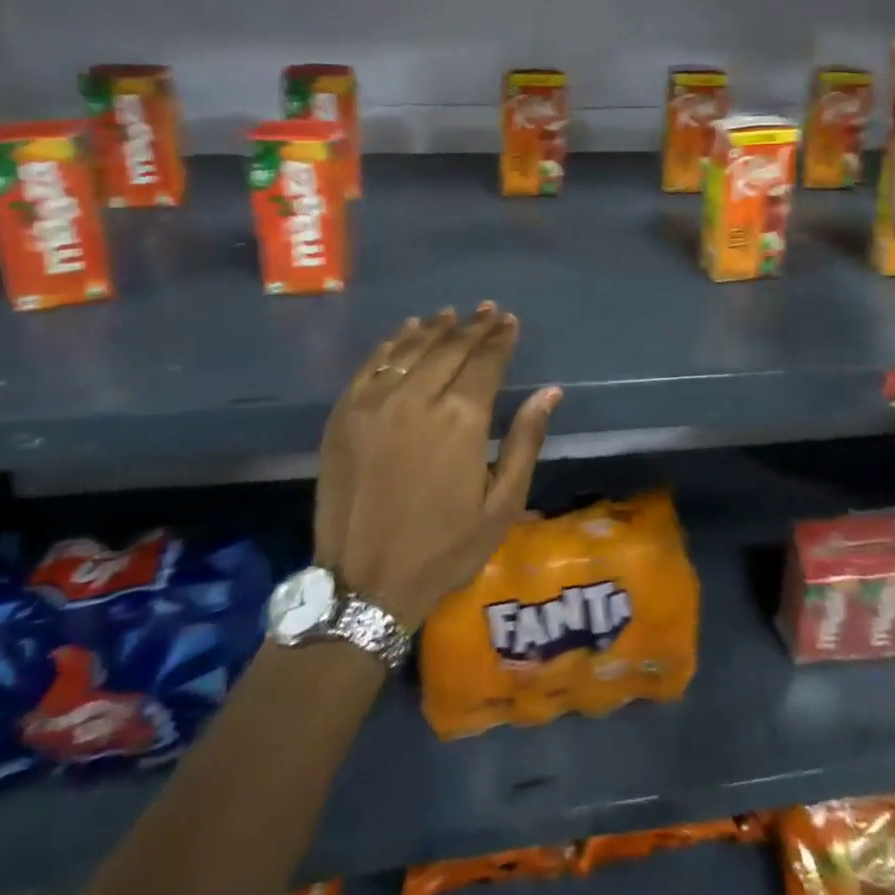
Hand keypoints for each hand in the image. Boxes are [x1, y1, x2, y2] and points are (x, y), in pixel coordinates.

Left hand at [312, 304, 561, 631]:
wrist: (364, 583)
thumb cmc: (444, 548)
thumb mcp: (501, 504)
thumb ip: (525, 441)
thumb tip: (550, 391)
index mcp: (461, 420)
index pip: (485, 362)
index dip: (500, 339)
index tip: (509, 321)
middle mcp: (417, 399)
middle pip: (450, 348)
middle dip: (473, 327)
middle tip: (488, 310)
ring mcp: (375, 404)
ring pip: (411, 350)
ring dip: (435, 328)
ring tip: (452, 314)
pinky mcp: (344, 415)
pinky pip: (372, 365)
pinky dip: (393, 344)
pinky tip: (406, 333)